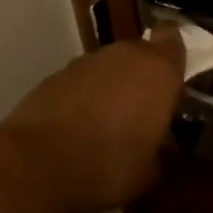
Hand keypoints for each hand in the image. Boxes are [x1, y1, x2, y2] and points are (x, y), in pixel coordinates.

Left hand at [0, 25, 185, 212]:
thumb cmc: (109, 165)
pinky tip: (78, 127)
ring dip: (112, 86)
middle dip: (142, 76)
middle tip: (143, 110)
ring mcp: (88, 61)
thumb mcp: (150, 171)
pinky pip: (82, 80)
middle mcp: (126, 55)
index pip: (174, 41)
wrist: (38, 163)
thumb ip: (159, 147)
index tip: (173, 80)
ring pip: (110, 66)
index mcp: (158, 71)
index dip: (173, 56)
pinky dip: (83, 96)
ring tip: (108, 124)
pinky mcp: (56, 73)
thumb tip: (155, 146)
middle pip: (141, 53)